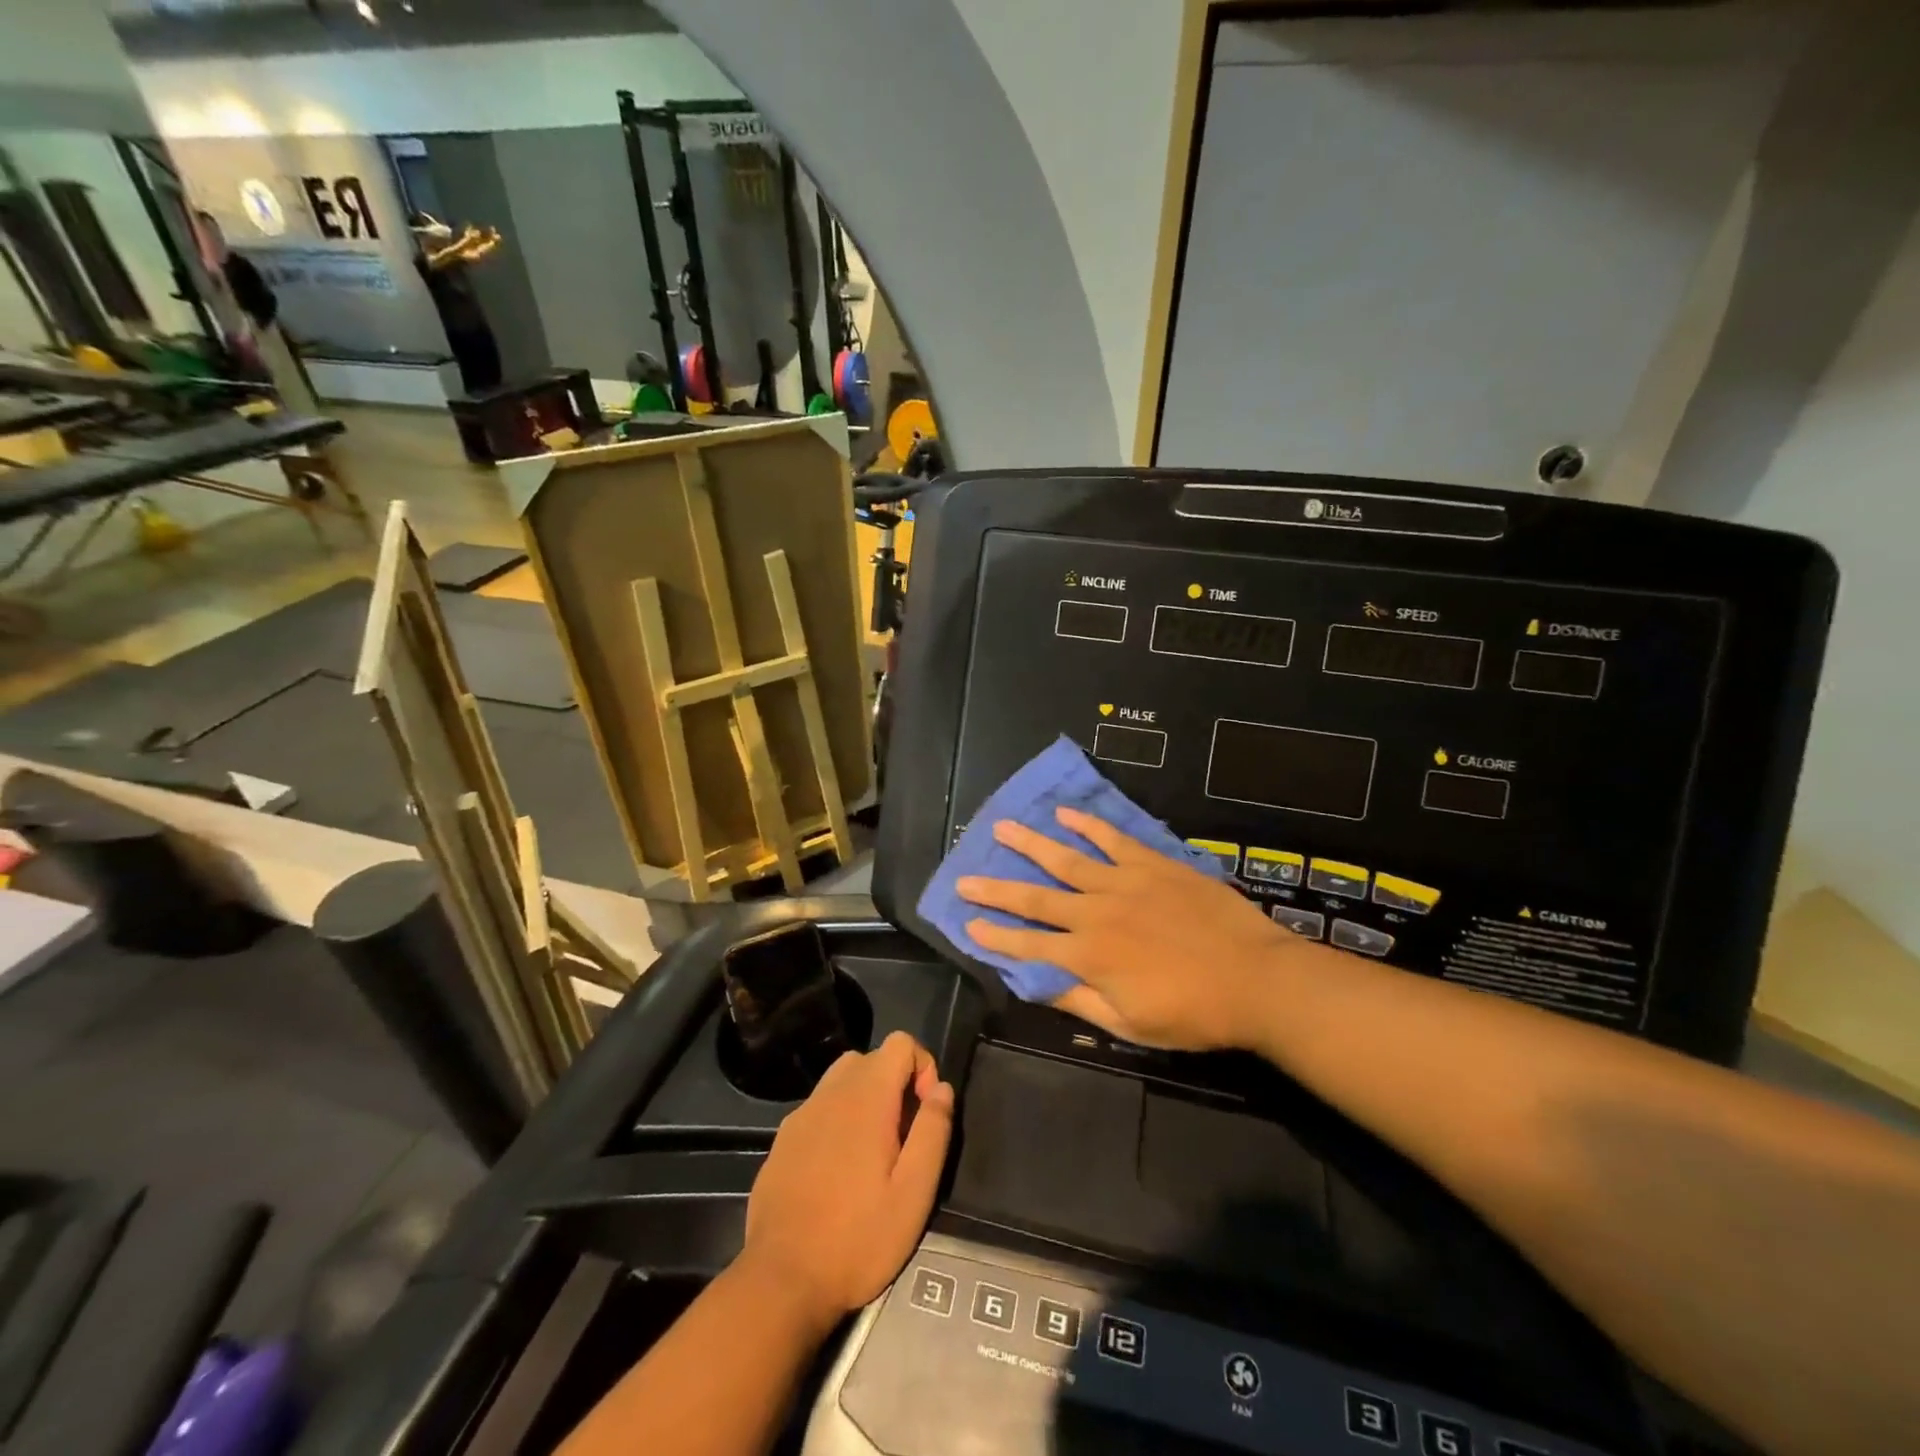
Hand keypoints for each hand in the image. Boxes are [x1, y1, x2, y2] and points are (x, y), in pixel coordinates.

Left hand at [738, 1032, 953, 1330]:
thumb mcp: (914, 1192)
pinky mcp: (782, 1139)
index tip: (925, 1116)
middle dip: (895, 1085)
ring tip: (873, 1154)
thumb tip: (941, 1088)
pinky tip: (838, 1172)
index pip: (901, 1043)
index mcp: (866, 1096)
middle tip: (903, 1139)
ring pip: (841, 1080)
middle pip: (871, 1058)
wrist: (781, 1281)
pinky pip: (819, 1109)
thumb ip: (933, 1131)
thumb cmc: (858, 1238)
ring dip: (865, 1100)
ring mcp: (801, 1114)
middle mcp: (830, 1092)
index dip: (922, 1067)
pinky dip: (837, 1121)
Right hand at [958, 808, 1293, 1049]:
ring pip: (1066, 859)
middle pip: (1035, 898)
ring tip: (1002, 827)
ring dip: (1031, 844)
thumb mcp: (1131, 1025)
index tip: (968, 923)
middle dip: (996, 889)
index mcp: (1088, 956)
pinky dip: (1087, 825)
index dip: (995, 936)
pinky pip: (1112, 839)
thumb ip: (1081, 1003)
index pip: (1028, 946)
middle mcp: (1095, 913)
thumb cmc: (1194, 1013)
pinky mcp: (1152, 864)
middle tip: (965, 877)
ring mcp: (1123, 882)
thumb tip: (1039, 985)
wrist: (1256, 978)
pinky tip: (1065, 814)